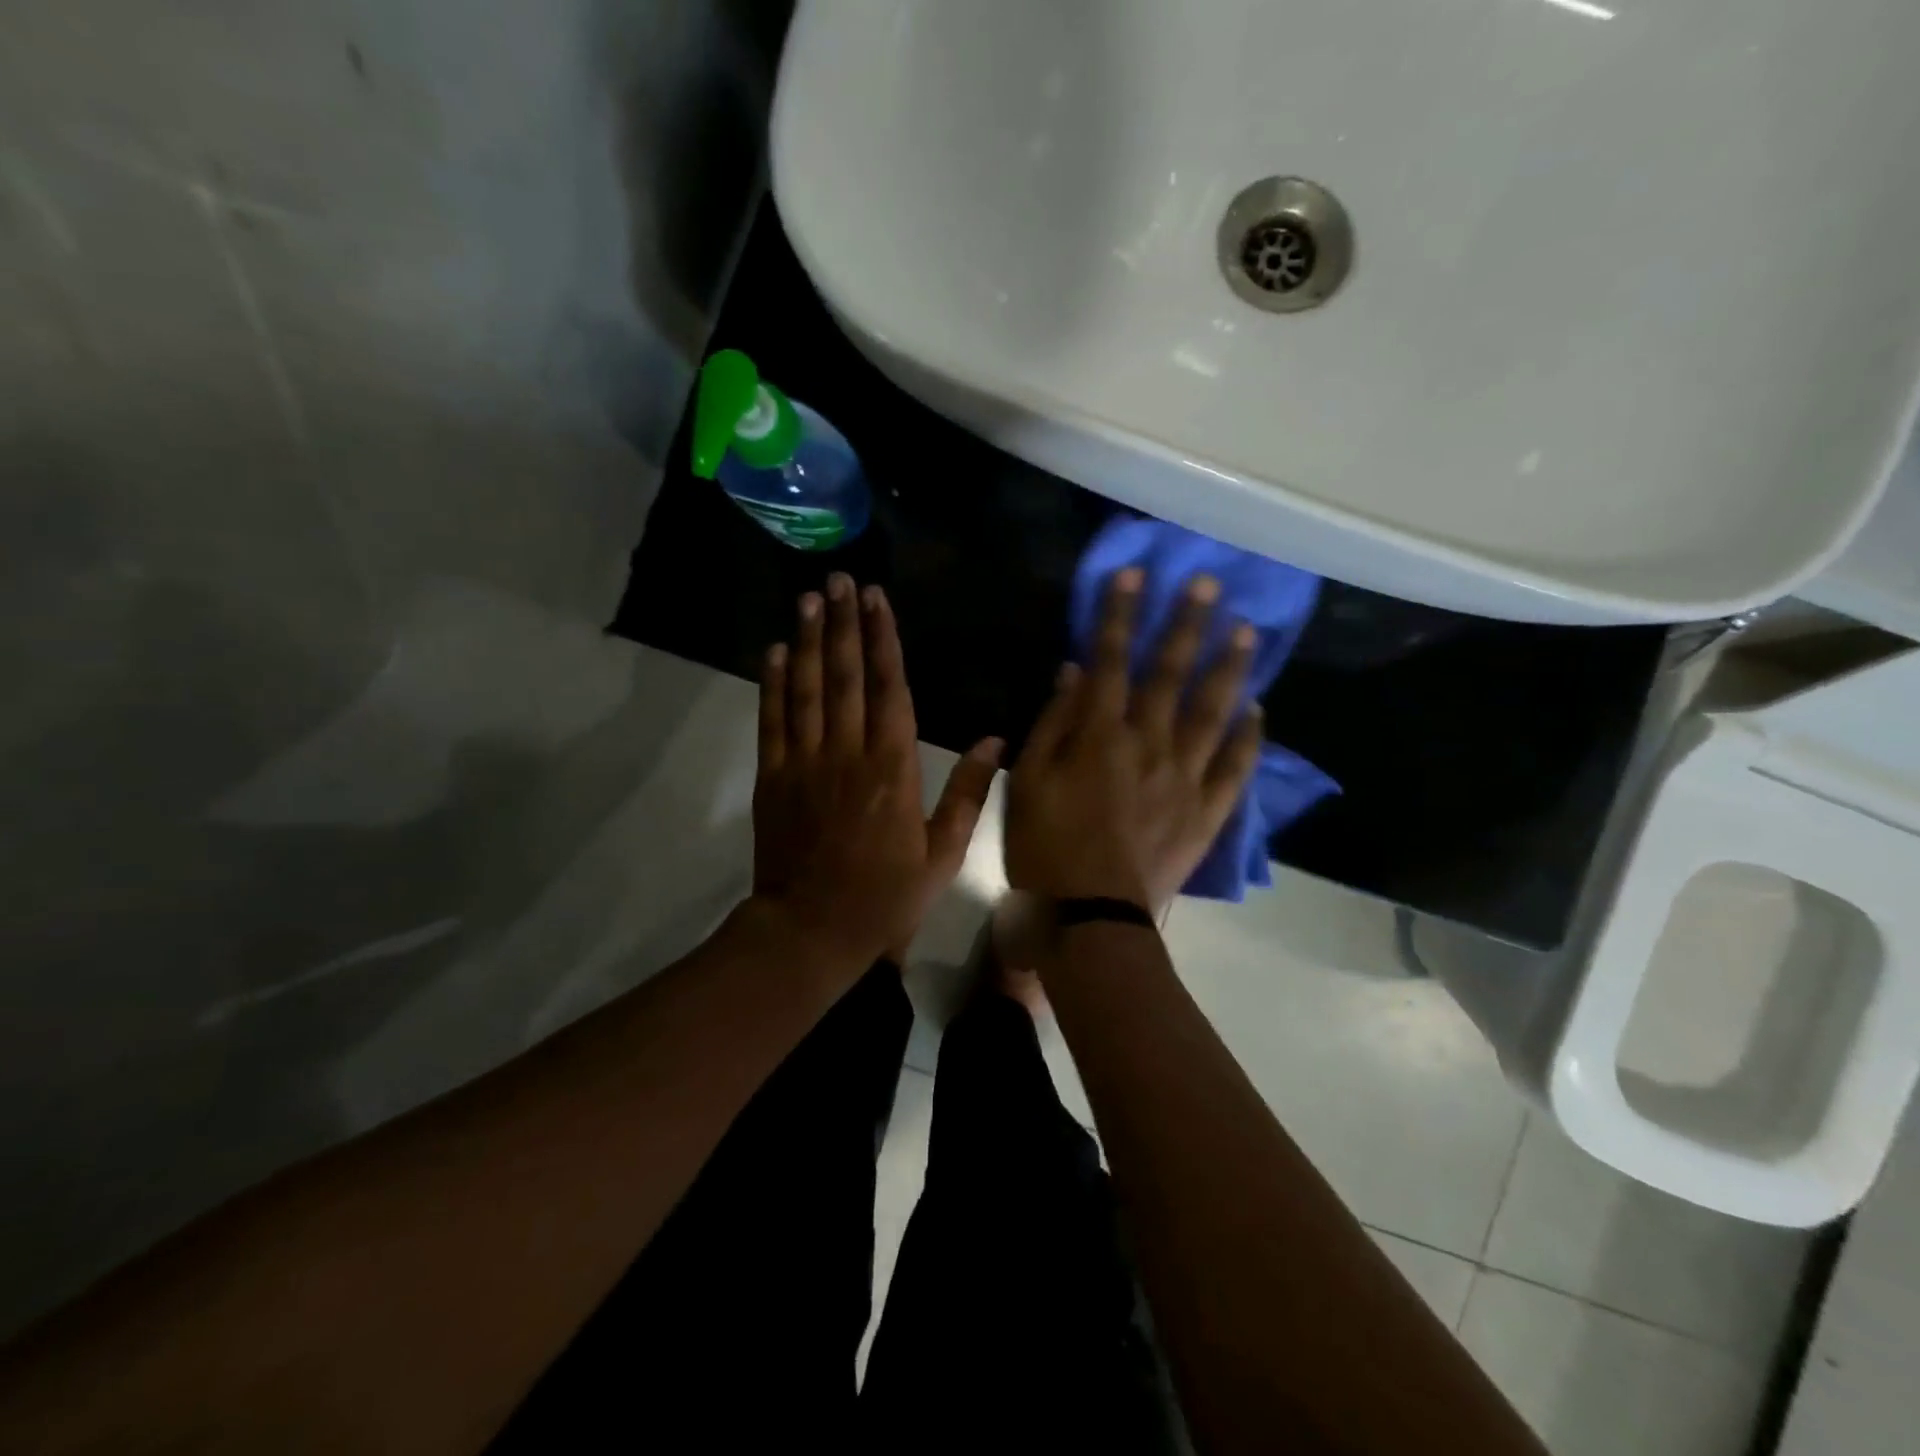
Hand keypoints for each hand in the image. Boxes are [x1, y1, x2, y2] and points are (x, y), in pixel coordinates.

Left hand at [753, 574, 1002, 970]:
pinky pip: (773, 720)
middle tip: (840, 580)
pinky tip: (774, 651)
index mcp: (893, 767)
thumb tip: (994, 740)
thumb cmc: (886, 895)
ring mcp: (804, 762)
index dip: (883, 640)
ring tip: (809, 599)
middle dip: (843, 623)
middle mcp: (848, 752)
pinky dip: (773, 684)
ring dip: (807, 640)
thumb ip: (967, 793)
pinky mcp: (773, 777)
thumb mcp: (943, 853)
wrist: (812, 929)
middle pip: (845, 675)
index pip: (889, 688)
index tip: (877, 600)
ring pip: (806, 688)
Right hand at [1004, 568, 1262, 912]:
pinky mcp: (1207, 813)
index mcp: (1100, 735)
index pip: (1111, 660)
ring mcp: (1185, 778)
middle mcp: (1149, 745)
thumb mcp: (1027, 781)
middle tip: (1209, 583)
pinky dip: (1249, 737)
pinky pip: (1235, 768)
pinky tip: (1258, 710)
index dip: (1121, 614)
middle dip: (1186, 624)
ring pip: (1213, 712)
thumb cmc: (1044, 848)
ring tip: (1246, 631)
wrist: (1089, 919)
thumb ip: (1052, 723)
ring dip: (1229, 668)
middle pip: (1170, 674)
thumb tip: (1074, 671)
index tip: (1135, 574)